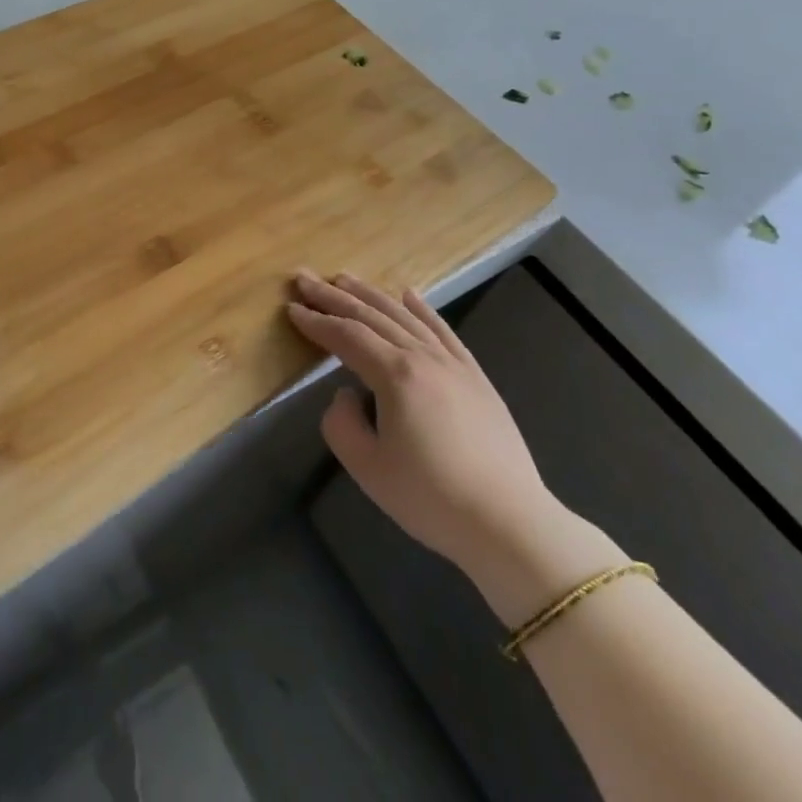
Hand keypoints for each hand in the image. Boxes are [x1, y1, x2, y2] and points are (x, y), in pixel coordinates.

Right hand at [288, 272, 620, 621]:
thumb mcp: (368, 468)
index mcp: (396, 375)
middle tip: (306, 278)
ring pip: (405, 315)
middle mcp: (423, 357)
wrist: (510, 523)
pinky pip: (443, 330)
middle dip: (334, 296)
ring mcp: (453, 363)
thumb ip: (341, 423)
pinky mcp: (475, 376)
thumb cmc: (432, 498)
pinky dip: (422, 308)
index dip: (316, 321)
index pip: (347, 336)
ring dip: (371, 294)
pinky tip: (409, 293)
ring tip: (345, 278)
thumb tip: (347, 394)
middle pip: (372, 316)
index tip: (291, 307)